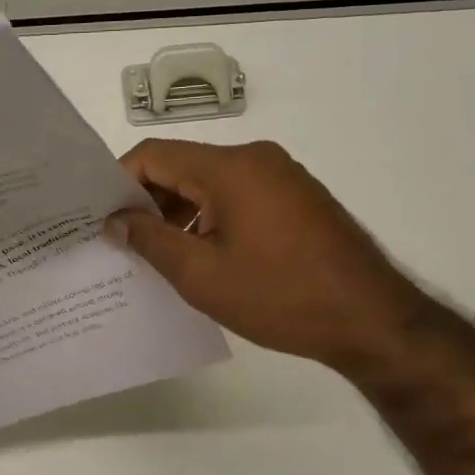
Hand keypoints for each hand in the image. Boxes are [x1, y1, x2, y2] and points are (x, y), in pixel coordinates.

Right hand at [107, 139, 435, 373]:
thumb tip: (116, 221)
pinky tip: (202, 254)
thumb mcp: (201, 274)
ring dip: (179, 211)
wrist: (372, 320)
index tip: (101, 218)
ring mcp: (281, 176)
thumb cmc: (279, 297)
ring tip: (160, 255)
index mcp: (230, 168)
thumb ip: (150, 240)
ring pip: (209, 182)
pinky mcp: (296, 197)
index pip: (154, 155)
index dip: (119, 182)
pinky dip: (210, 216)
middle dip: (148, 201)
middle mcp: (256, 158)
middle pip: (182, 166)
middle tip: (124, 242)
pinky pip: (237, 195)